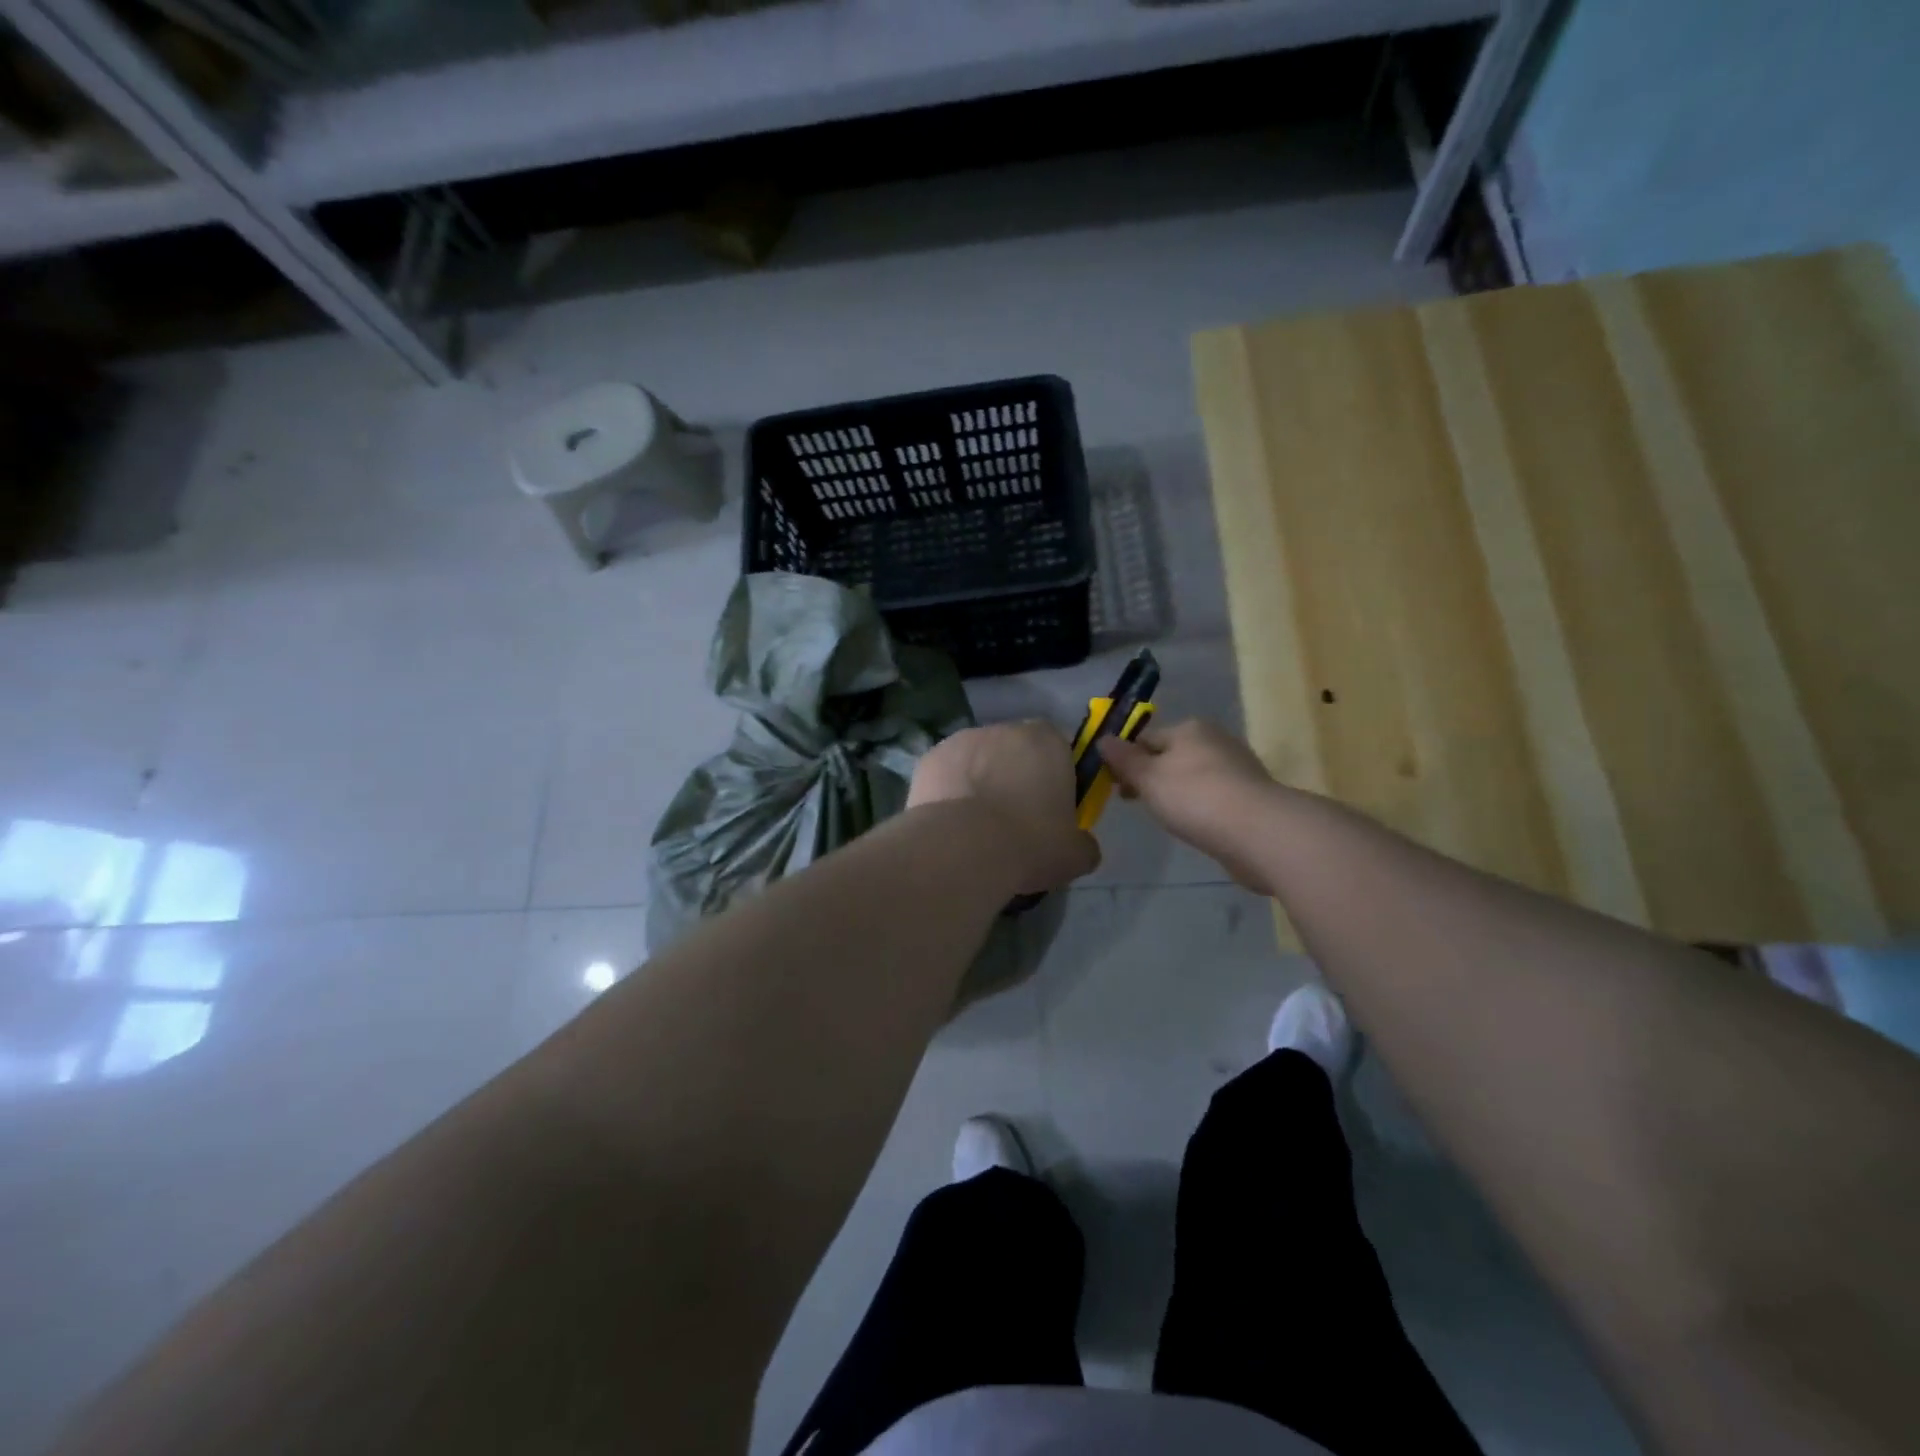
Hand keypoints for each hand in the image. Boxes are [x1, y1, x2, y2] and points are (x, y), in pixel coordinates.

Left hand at [909, 721, 1101, 893]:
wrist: (962, 847)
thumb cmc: (1030, 843)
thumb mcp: (1075, 855)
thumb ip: (1083, 844)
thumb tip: (1081, 847)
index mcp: (1047, 741)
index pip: (1057, 750)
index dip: (1053, 779)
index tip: (1049, 811)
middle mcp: (1004, 729)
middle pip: (1014, 752)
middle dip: (1014, 778)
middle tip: (1012, 821)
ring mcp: (961, 740)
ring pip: (978, 761)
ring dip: (979, 783)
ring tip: (976, 828)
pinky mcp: (929, 758)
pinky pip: (947, 775)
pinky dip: (949, 793)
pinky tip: (950, 826)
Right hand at [1098, 719, 1283, 894]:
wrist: (1259, 831)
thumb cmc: (1195, 797)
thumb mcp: (1148, 777)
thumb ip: (1124, 759)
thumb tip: (1103, 739)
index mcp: (1189, 728)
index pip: (1146, 738)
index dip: (1126, 761)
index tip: (1114, 787)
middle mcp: (1215, 739)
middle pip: (1170, 755)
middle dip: (1151, 777)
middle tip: (1136, 804)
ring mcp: (1238, 767)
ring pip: (1193, 776)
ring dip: (1176, 792)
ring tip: (1166, 818)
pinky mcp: (1251, 795)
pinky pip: (1213, 795)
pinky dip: (1200, 806)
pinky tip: (1196, 824)